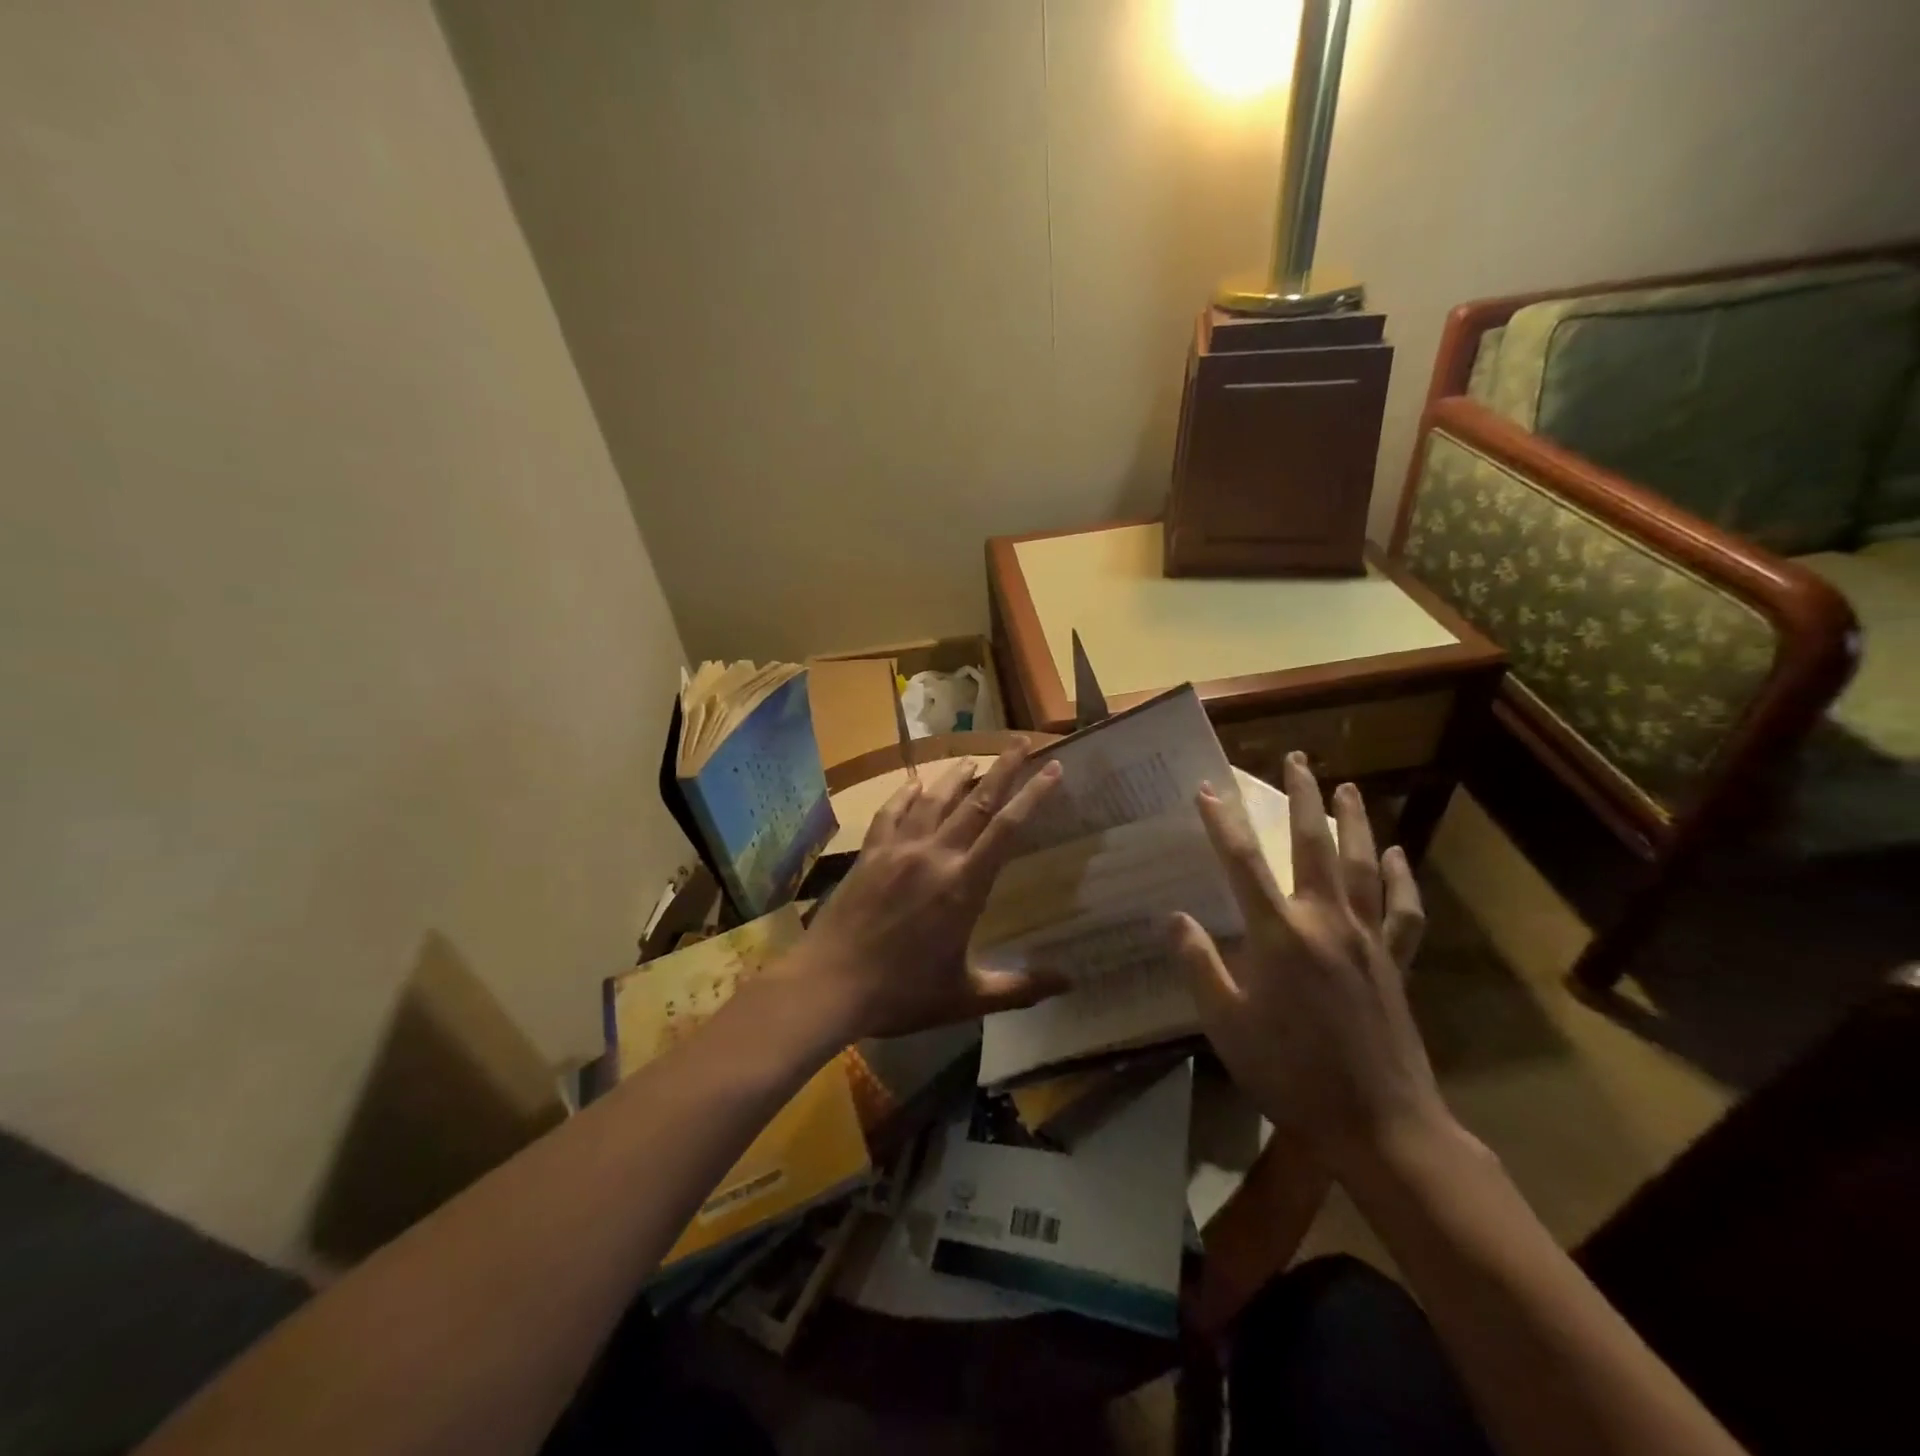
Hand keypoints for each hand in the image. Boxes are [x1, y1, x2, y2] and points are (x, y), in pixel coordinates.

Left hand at [778, 742, 1065, 1040]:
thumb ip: (1018, 988)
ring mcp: (898, 850)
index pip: (1007, 829)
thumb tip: (1069, 981)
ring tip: (973, 759)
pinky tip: (913, 783)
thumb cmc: (901, 993)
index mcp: (963, 886)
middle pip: (975, 802)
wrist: (829, 984)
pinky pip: (891, 813)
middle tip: (1020, 742)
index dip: (1033, 796)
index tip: (1053, 769)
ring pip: (933, 800)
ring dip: (956, 776)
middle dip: (1002, 769)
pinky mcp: (869, 854)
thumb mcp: (964, 996)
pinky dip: (905, 794)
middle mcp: (934, 856)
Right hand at [1172, 752, 1448, 1173]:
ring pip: (1363, 865)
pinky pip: (1404, 911)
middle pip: (1313, 845)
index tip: (1207, 789)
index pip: (1241, 862)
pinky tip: (1398, 854)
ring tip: (1348, 786)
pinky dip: (1403, 878)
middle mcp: (1325, 922)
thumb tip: (1174, 917)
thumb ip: (1199, 964)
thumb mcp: (1225, 1024)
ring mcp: (1368, 939)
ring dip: (1354, 821)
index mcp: (1279, 935)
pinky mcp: (1396, 963)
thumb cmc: (1290, 1074)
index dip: (1221, 822)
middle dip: (1303, 797)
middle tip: (1297, 758)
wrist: (1379, 1126)